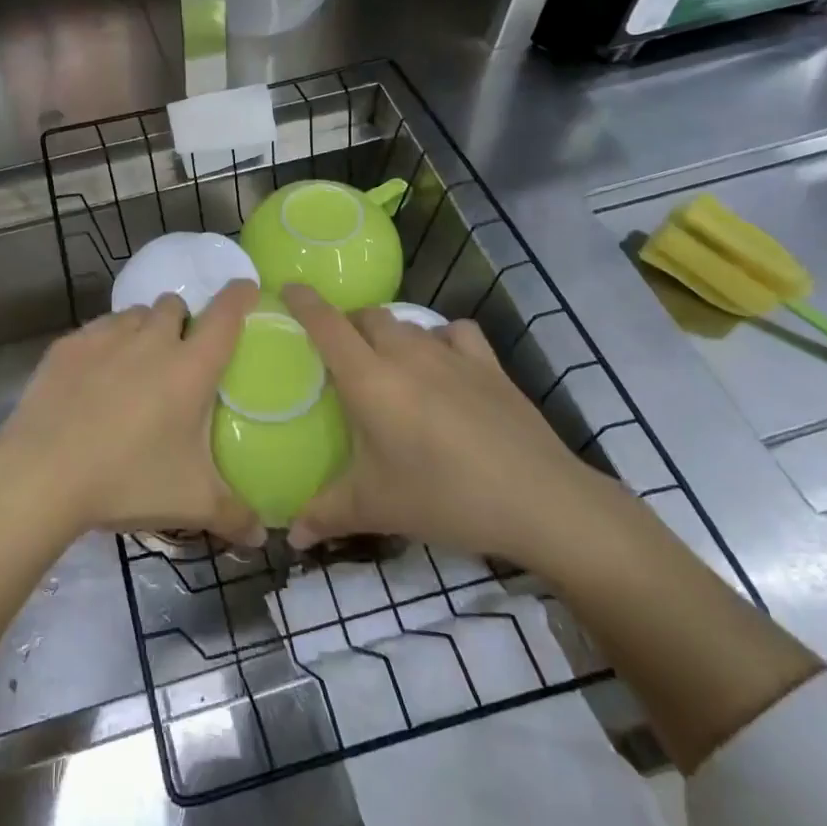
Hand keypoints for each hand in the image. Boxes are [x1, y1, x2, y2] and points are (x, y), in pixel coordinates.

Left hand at [0, 279, 262, 545]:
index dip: (240, 297)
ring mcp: (105, 337)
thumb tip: (262, 535)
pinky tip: (95, 374)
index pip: (225, 315)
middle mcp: (151, 340)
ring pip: (135, 313)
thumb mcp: (190, 502)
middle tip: (180, 355)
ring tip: (137, 362)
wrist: (41, 474)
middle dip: (183, 320)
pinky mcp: (68, 345)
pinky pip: (98, 328)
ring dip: (145, 327)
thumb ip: (234, 514)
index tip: (246, 290)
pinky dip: (106, 341)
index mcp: (190, 367)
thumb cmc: (127, 480)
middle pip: (175, 306)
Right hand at [281, 284, 610, 562]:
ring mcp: (451, 354)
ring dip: (388, 333)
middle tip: (339, 354)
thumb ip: (325, 514)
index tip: (287, 288)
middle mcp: (406, 354)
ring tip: (386, 362)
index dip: (303, 301)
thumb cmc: (444, 497)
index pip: (326, 324)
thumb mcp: (375, 508)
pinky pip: (454, 331)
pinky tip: (442, 362)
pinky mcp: (488, 364)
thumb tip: (289, 537)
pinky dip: (440, 337)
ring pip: (406, 322)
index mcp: (369, 379)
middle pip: (367, 316)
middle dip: (347, 324)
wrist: (539, 500)